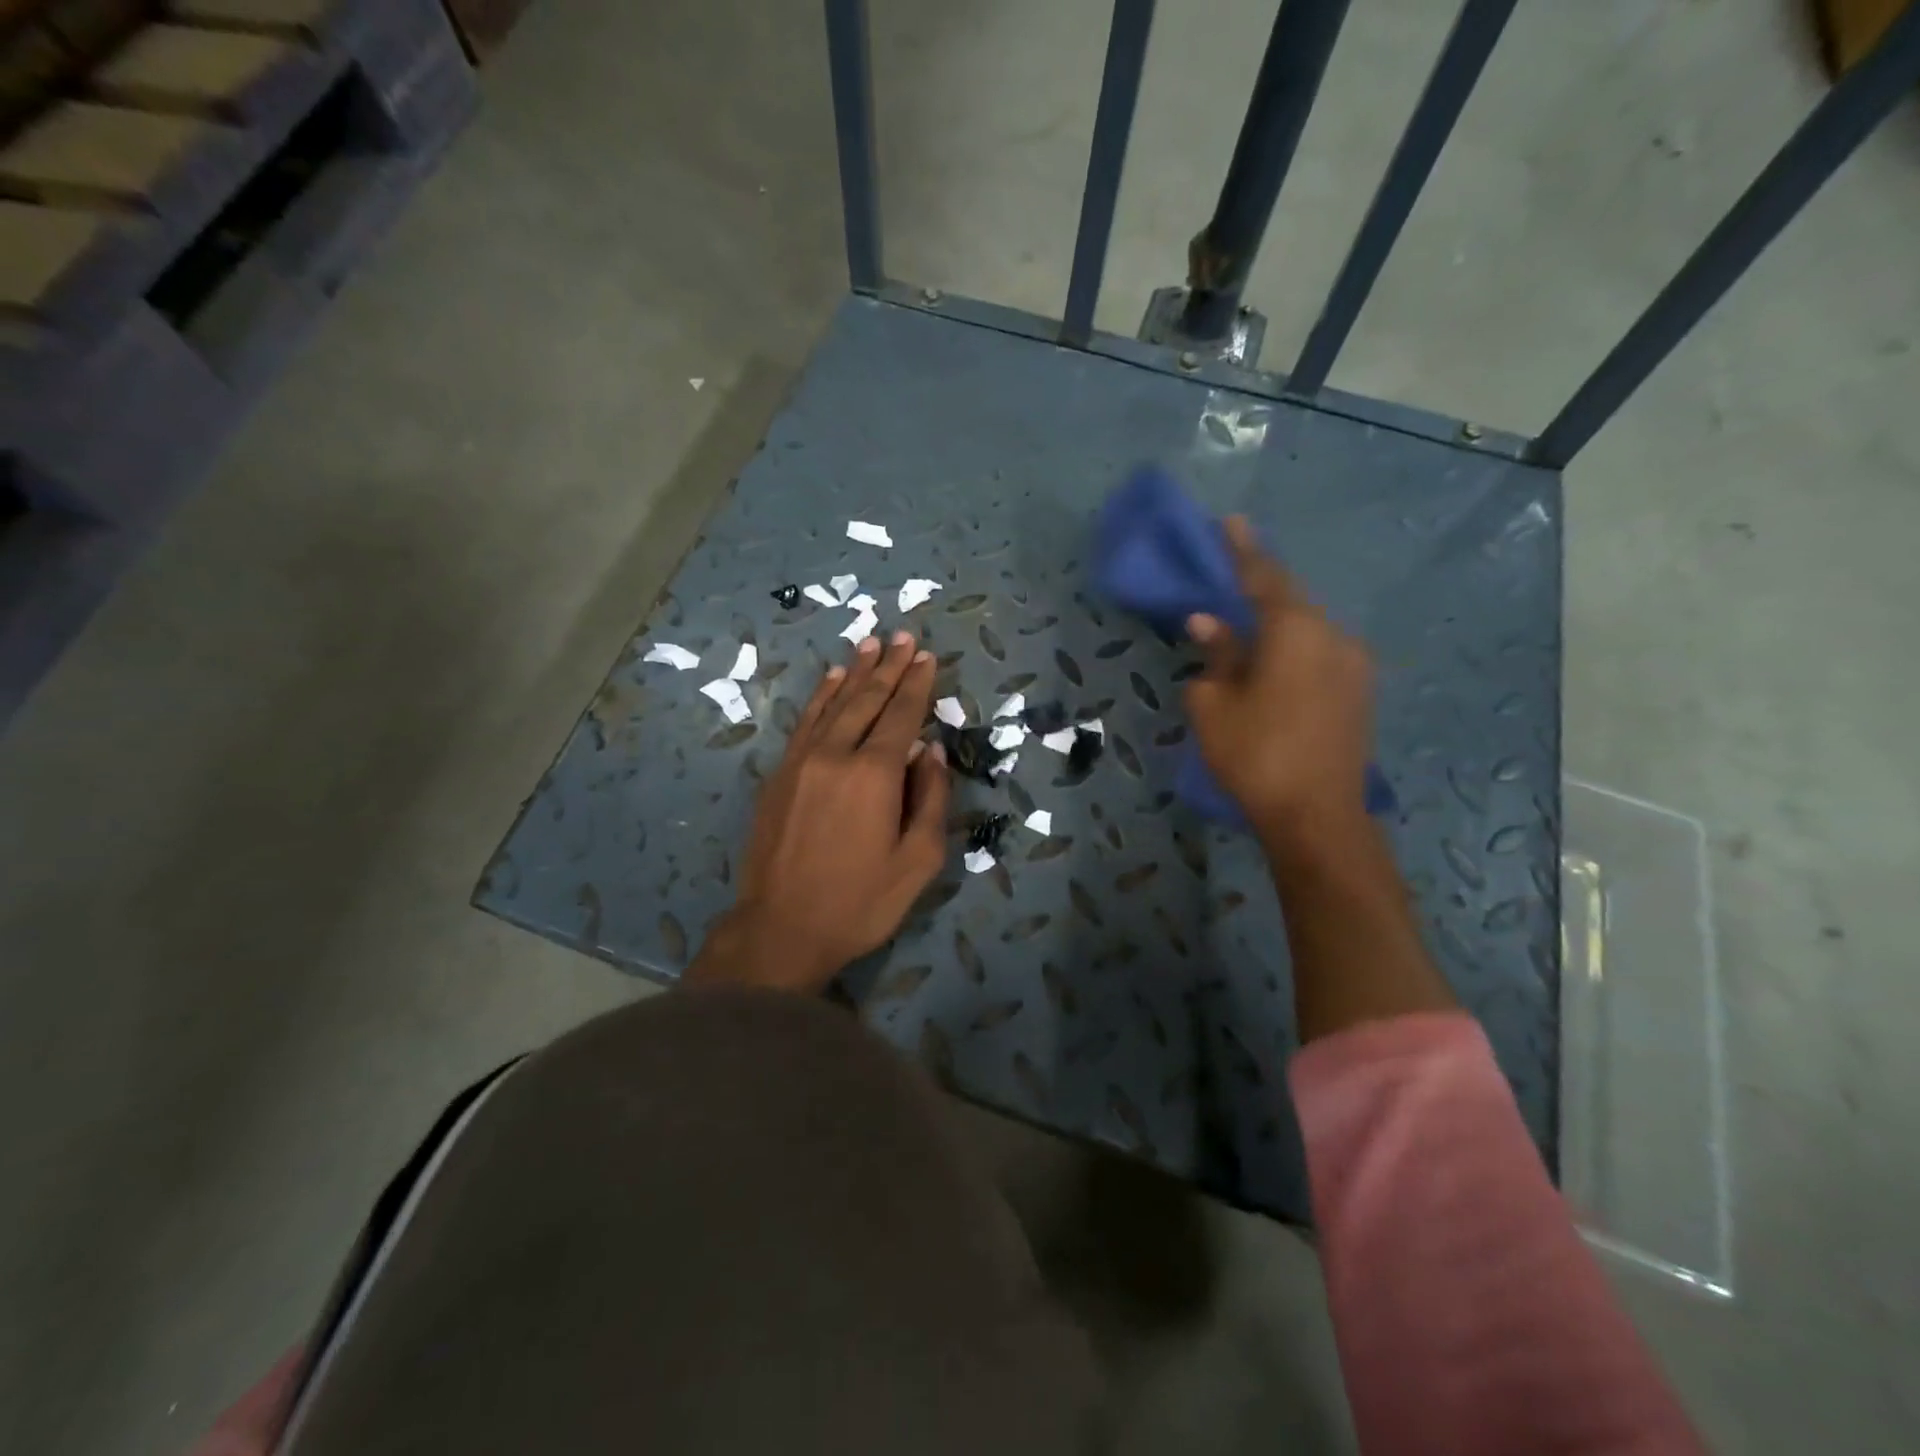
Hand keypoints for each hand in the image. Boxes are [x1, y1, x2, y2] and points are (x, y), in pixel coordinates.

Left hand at [689, 631, 950, 993]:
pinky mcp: (779, 775)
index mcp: (874, 775)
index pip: (901, 716)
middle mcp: (836, 755)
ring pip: (833, 704)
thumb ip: (931, 800)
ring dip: (854, 672)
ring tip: (870, 644)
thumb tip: (931, 752)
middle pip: (866, 700)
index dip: (916, 685)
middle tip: (902, 637)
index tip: (926, 657)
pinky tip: (831, 680)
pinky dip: (821, 697)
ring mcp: (801, 762)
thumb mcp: (917, 862)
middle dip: (888, 667)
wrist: (780, 928)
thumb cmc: (860, 902)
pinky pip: (805, 723)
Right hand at [1185, 516, 1374, 853]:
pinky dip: (1294, 648)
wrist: (1317, 816)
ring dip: (1278, 623)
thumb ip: (1215, 656)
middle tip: (1232, 576)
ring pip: (1309, 629)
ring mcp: (1354, 665)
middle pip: (1291, 601)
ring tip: (1249, 626)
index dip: (1243, 551)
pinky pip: (1321, 653)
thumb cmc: (1255, 755)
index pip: (1264, 578)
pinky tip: (1274, 663)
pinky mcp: (1360, 692)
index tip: (1231, 521)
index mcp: (1295, 631)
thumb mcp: (1215, 705)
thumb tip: (1209, 623)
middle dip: (1261, 588)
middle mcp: (1333, 636)